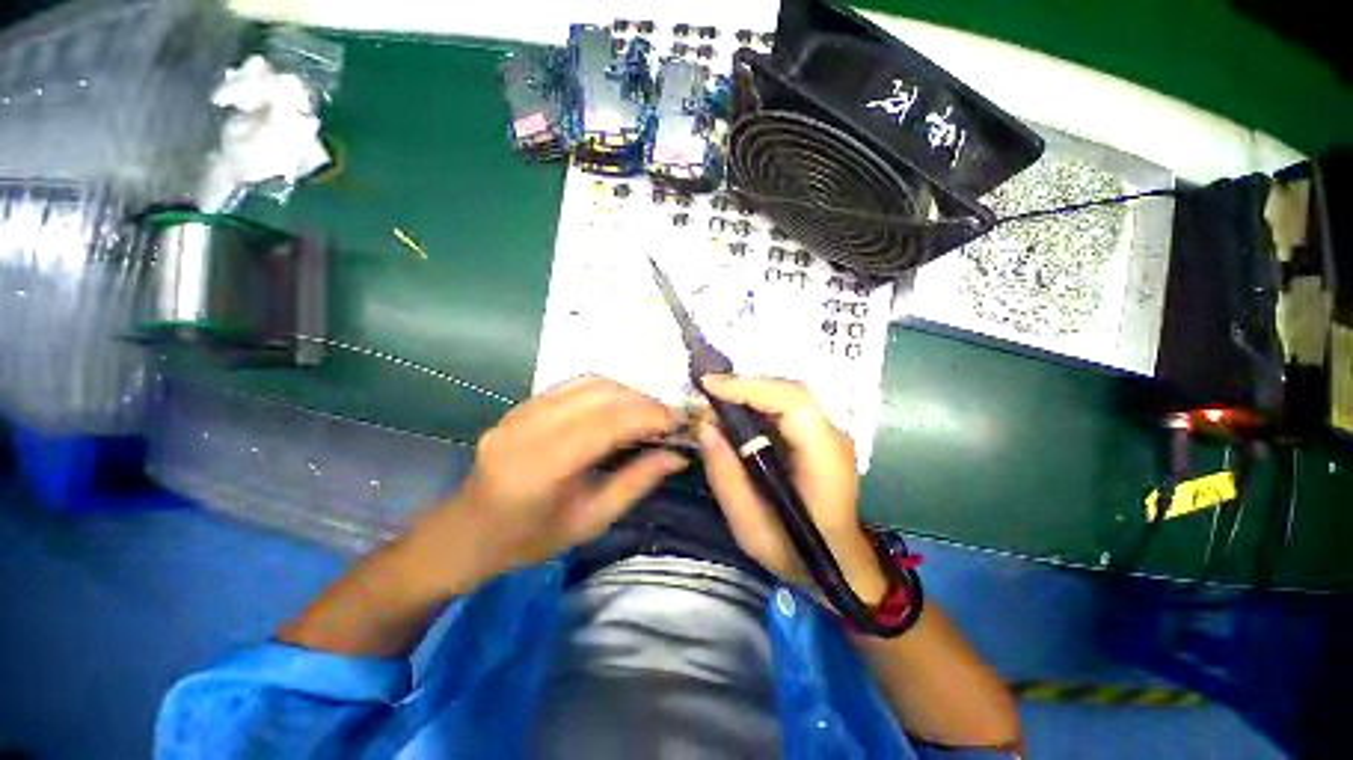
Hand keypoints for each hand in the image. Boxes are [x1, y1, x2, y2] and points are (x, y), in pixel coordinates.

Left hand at [411, 377, 686, 595]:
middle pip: (599, 395)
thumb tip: (678, 455)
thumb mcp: (592, 519)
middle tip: (669, 416)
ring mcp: (520, 411)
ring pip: (587, 383)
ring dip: (626, 391)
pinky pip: (572, 385)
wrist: (468, 532)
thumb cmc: (530, 538)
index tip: (679, 421)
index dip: (648, 416)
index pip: (606, 424)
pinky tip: (620, 405)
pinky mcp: (520, 404)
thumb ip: (637, 482)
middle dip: (643, 400)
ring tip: (649, 410)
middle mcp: (528, 428)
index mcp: (542, 466)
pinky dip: (605, 390)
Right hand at [696, 375, 886, 604]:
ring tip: (714, 403)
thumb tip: (704, 428)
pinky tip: (735, 415)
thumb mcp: (749, 527)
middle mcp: (832, 436)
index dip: (749, 388)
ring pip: (786, 396)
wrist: (838, 565)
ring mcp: (829, 433)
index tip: (708, 386)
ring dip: (748, 394)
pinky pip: (786, 409)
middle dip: (744, 387)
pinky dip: (756, 405)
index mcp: (824, 458)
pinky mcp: (818, 436)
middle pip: (789, 392)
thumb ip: (726, 476)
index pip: (792, 403)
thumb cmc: (795, 553)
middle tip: (705, 395)